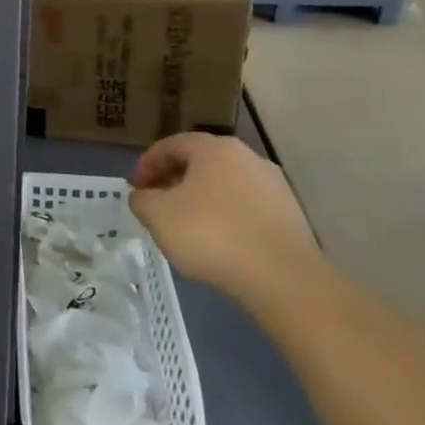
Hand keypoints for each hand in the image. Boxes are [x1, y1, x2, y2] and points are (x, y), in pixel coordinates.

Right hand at [129, 133, 324, 306]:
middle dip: (173, 180)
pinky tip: (215, 241)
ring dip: (199, 199)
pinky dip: (224, 216)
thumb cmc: (211, 234)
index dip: (147, 163)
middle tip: (155, 202)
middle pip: (200, 163)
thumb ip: (141, 200)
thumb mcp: (157, 215)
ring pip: (224, 185)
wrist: (283, 279)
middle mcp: (248, 159)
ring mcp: (274, 187)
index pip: (172, 145)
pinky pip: (245, 208)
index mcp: (215, 149)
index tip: (134, 186)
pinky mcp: (290, 216)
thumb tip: (144, 196)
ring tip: (183, 224)